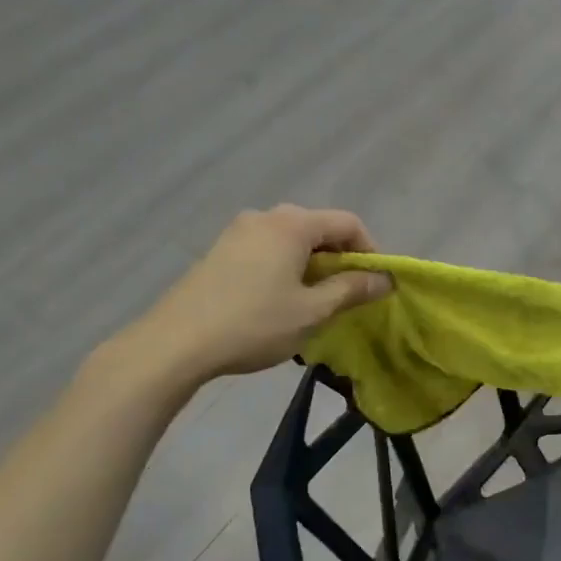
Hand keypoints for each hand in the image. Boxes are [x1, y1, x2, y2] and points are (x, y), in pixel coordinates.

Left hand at [93, 206, 390, 412]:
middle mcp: (266, 217)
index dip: (369, 251)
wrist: (175, 344)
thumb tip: (385, 278)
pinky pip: (267, 249)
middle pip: (318, 228)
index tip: (373, 284)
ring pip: (291, 240)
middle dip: (339, 259)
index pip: (347, 223)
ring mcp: (238, 231)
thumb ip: (352, 289)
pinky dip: (284, 267)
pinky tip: (277, 301)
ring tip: (312, 302)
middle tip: (345, 296)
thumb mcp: (312, 311)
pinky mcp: (219, 250)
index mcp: (293, 224)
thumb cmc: (254, 324)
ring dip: (311, 265)